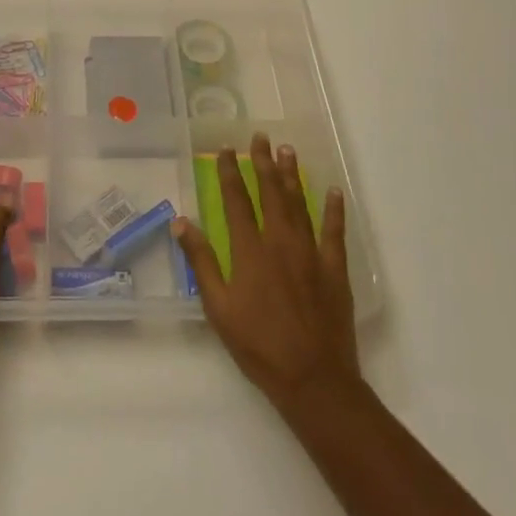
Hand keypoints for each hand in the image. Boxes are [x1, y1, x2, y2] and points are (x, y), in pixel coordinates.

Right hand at [173, 134, 360, 407]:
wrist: (313, 379)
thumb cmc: (258, 346)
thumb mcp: (218, 308)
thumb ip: (201, 262)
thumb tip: (181, 222)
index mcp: (249, 250)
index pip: (236, 200)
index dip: (230, 172)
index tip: (226, 149)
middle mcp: (280, 241)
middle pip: (270, 193)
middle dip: (263, 162)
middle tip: (260, 137)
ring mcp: (311, 253)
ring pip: (300, 204)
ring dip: (292, 176)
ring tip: (287, 150)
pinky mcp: (335, 269)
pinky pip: (335, 232)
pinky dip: (334, 210)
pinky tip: (333, 191)